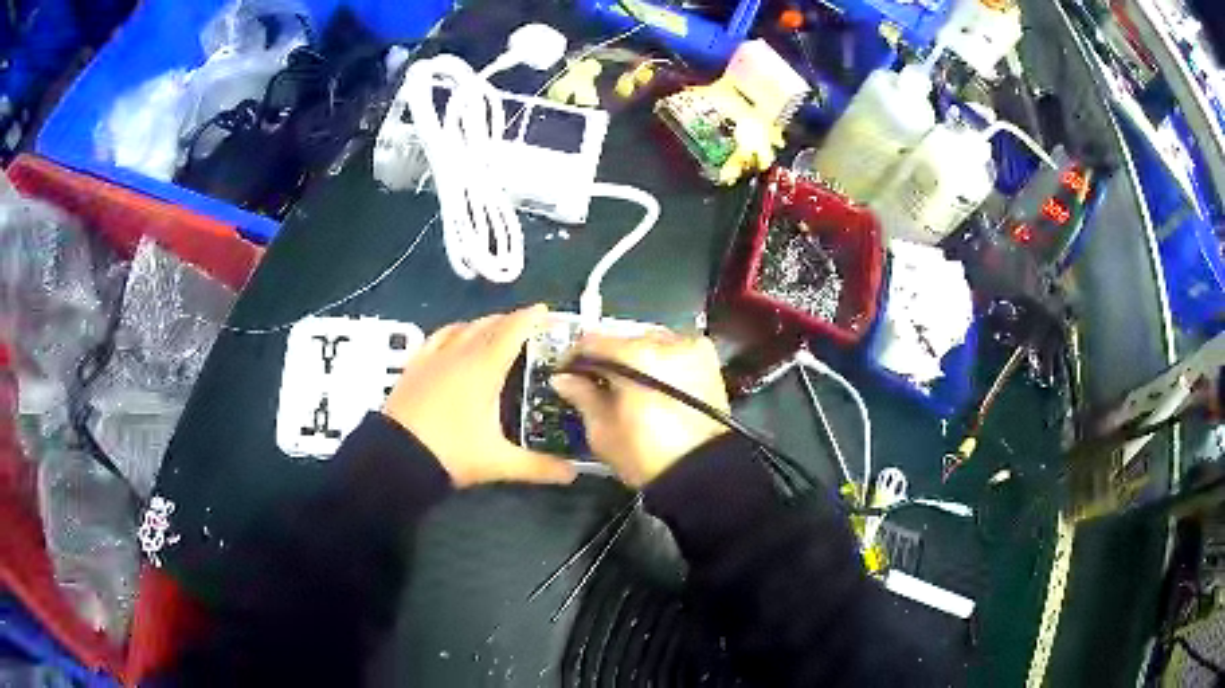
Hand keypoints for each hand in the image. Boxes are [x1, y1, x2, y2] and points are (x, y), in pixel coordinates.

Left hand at [382, 304, 576, 487]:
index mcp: (483, 368)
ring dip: (481, 324)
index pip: (511, 331)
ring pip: (461, 328)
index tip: (545, 310)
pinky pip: (437, 338)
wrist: (395, 458)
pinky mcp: (414, 367)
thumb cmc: (451, 453)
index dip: (530, 317)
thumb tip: (574, 475)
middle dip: (509, 320)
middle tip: (527, 326)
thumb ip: (538, 467)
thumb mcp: (498, 463)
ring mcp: (432, 358)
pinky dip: (452, 332)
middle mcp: (458, 354)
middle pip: (487, 325)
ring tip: (493, 330)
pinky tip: (452, 339)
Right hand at [551, 331, 729, 486]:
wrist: (703, 474)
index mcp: (637, 355)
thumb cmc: (648, 456)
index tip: (567, 373)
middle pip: (623, 338)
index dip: (574, 357)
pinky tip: (651, 384)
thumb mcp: (603, 431)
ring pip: (650, 342)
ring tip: (624, 385)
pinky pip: (673, 351)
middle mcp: (666, 341)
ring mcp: (691, 348)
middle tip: (594, 381)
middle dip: (607, 358)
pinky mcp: (708, 361)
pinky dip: (659, 363)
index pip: (592, 342)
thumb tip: (565, 379)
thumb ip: (582, 396)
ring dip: (633, 358)